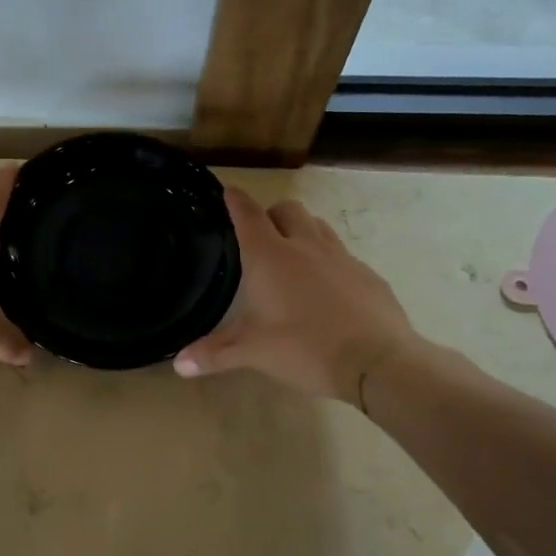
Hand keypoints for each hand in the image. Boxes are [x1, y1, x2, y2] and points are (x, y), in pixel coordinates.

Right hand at [173, 188, 415, 404]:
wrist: (376, 361)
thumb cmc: (304, 348)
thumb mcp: (253, 352)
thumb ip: (214, 353)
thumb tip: (178, 364)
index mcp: (270, 257)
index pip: (248, 215)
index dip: (236, 200)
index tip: (229, 191)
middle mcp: (305, 246)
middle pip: (287, 209)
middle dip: (272, 214)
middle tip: (261, 237)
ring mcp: (341, 257)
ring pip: (318, 226)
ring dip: (302, 231)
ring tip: (293, 256)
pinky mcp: (368, 274)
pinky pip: (343, 255)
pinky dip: (329, 262)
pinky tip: (327, 290)